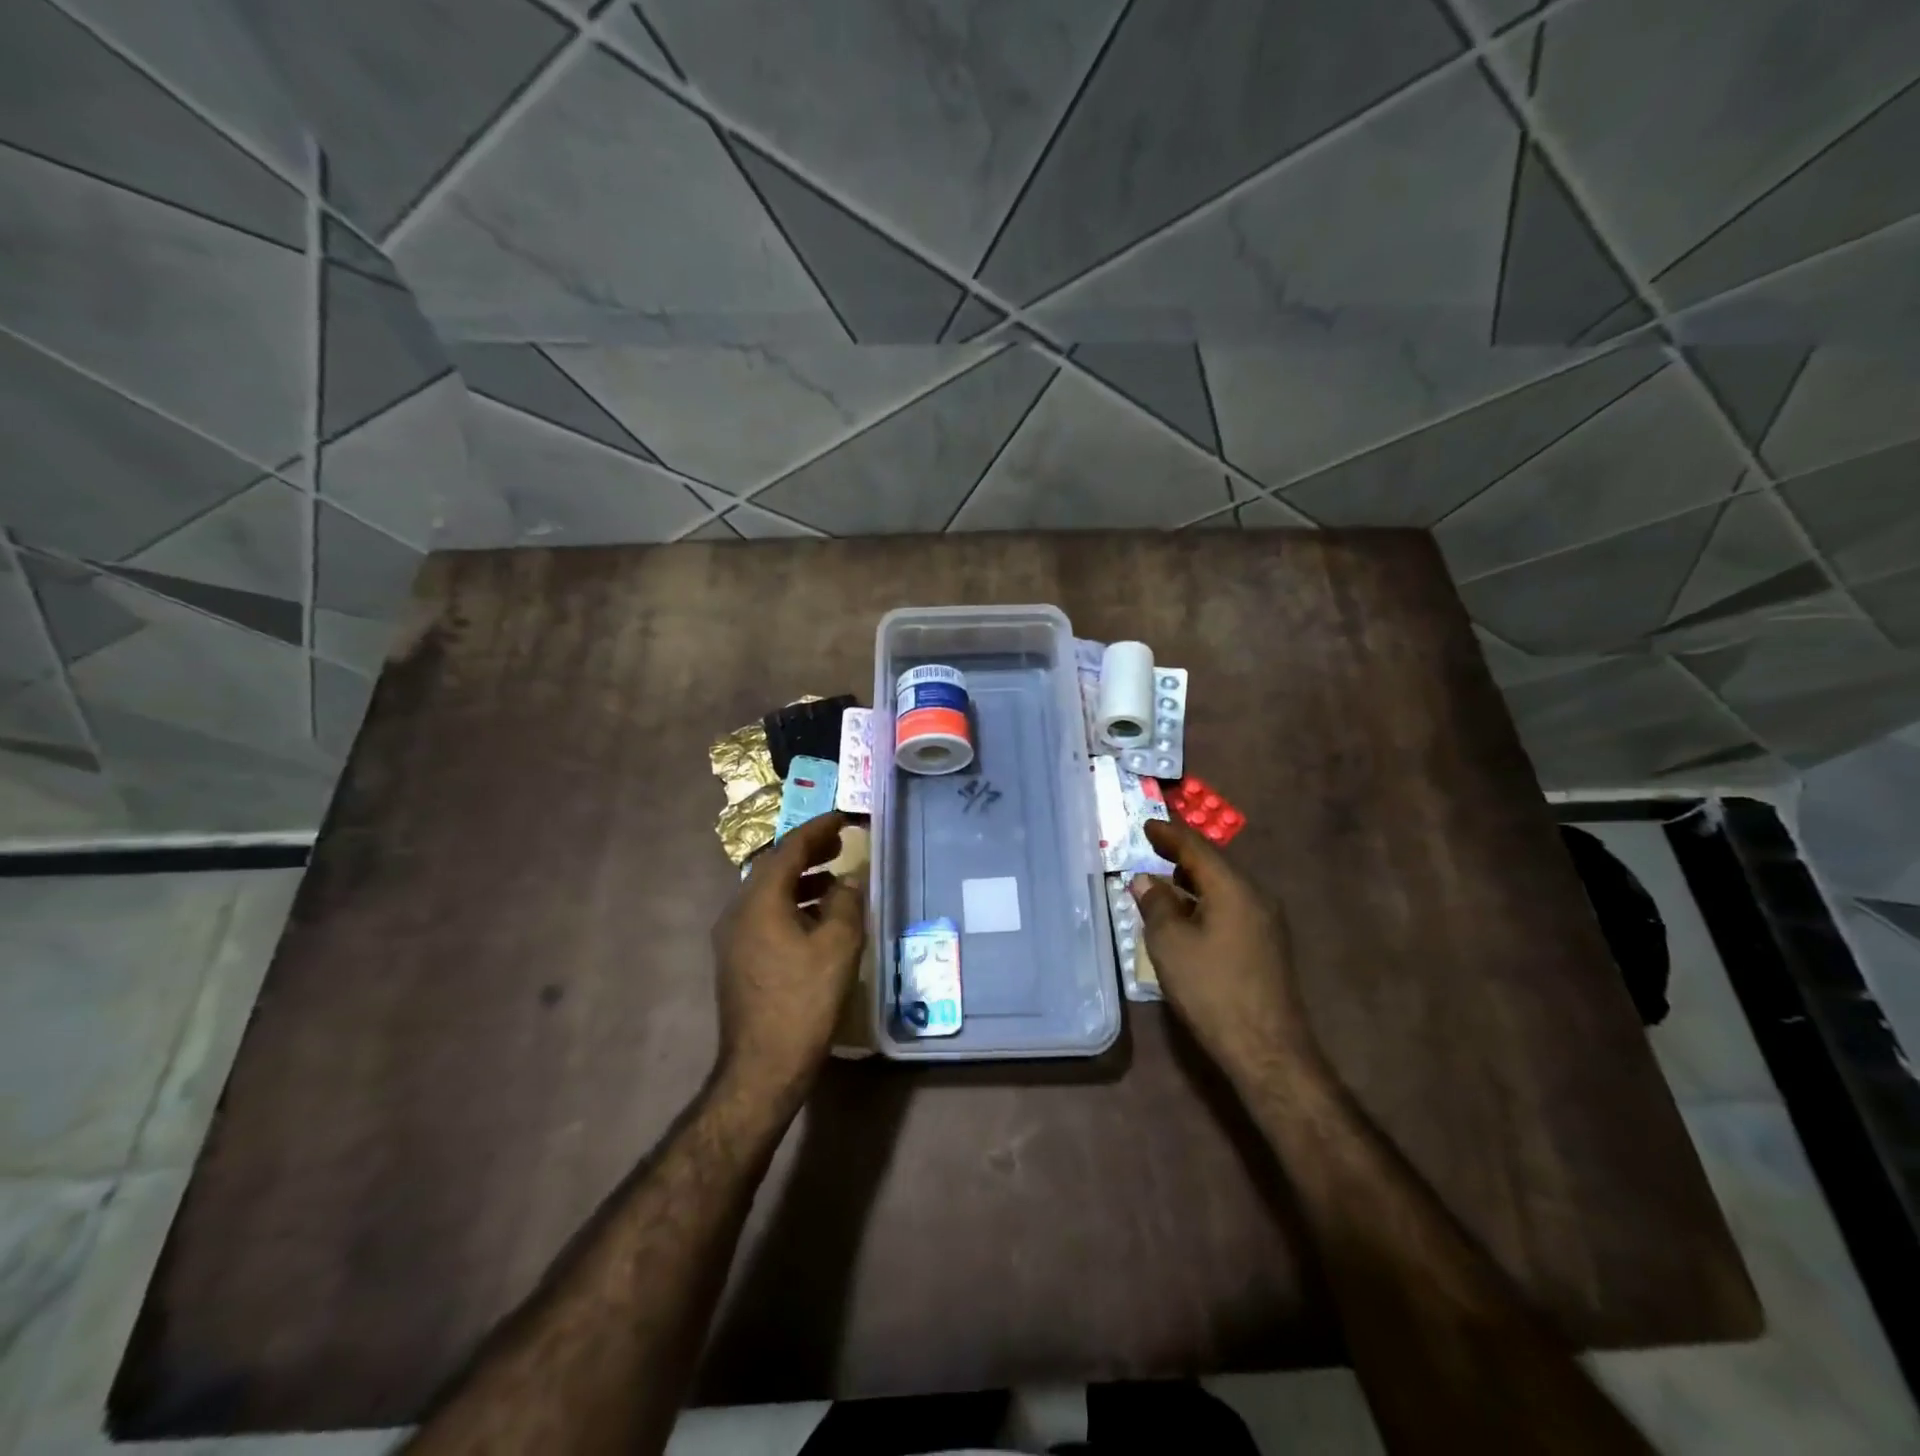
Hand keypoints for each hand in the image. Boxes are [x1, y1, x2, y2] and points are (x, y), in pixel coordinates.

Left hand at [711, 812, 866, 1104]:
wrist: (762, 1067)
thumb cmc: (803, 1001)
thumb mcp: (838, 946)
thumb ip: (846, 903)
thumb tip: (849, 879)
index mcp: (759, 900)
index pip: (790, 848)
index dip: (819, 829)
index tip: (844, 818)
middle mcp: (738, 910)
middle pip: (775, 866)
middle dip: (809, 851)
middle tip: (841, 843)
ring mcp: (733, 937)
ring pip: (769, 892)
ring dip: (802, 879)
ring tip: (836, 878)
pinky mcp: (737, 960)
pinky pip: (766, 915)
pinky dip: (793, 904)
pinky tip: (818, 919)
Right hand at [1133, 818, 1319, 1082]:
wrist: (1266, 1047)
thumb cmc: (1211, 989)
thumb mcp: (1170, 944)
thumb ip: (1156, 904)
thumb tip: (1145, 880)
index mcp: (1233, 888)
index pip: (1197, 847)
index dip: (1169, 834)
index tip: (1146, 825)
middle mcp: (1255, 896)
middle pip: (1214, 863)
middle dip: (1182, 853)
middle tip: (1152, 847)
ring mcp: (1265, 921)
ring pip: (1223, 886)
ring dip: (1192, 879)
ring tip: (1164, 878)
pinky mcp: (1266, 944)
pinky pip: (1230, 906)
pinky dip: (1205, 900)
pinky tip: (1187, 914)